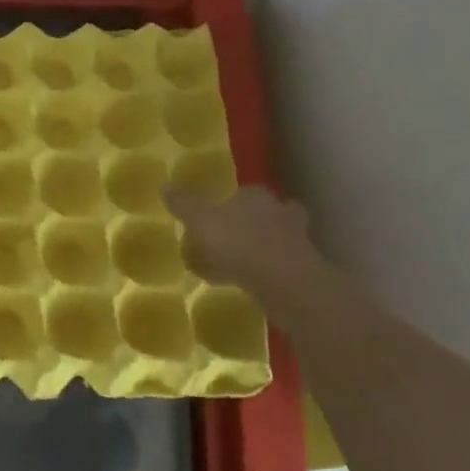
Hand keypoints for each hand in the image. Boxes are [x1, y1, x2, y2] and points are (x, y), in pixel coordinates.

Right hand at [166, 184, 328, 299]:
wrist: (284, 282)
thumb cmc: (239, 243)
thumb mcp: (201, 221)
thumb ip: (185, 205)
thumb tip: (165, 185)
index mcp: (256, 196)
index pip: (246, 192)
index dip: (233, 202)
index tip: (220, 215)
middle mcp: (280, 212)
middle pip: (269, 213)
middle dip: (256, 223)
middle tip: (235, 238)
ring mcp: (297, 241)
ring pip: (279, 239)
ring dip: (264, 248)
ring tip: (242, 265)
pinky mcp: (304, 269)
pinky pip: (281, 266)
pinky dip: (269, 272)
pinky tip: (252, 285)